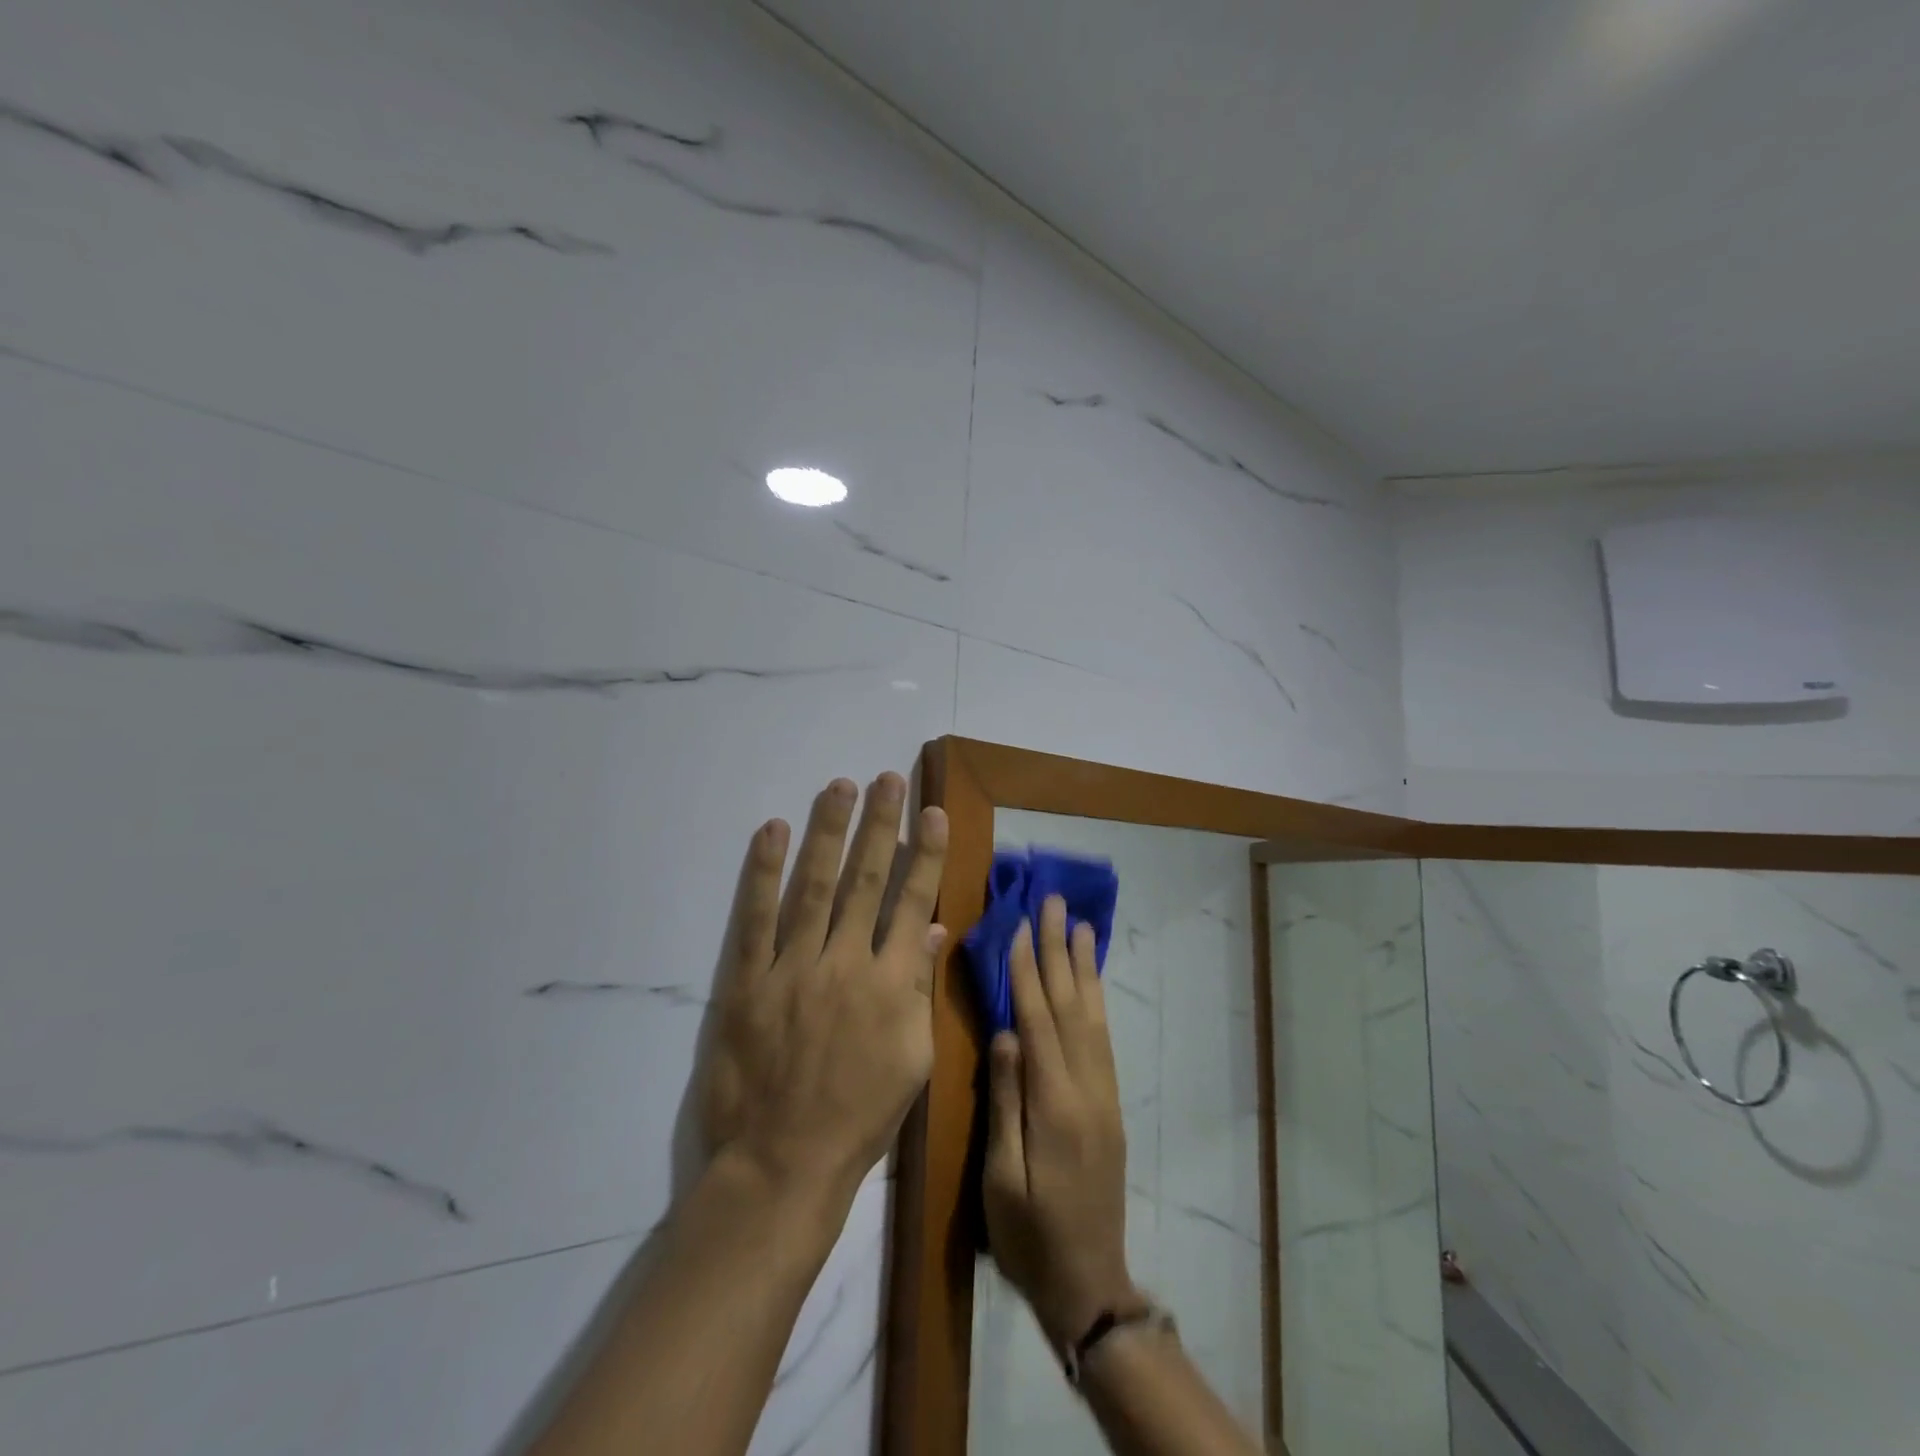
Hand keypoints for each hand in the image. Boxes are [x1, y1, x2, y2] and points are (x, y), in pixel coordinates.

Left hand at [700, 773, 947, 1210]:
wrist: (783, 1163)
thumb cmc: (859, 1115)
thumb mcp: (912, 1059)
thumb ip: (920, 988)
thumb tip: (932, 929)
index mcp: (891, 983)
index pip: (912, 901)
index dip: (924, 854)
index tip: (931, 812)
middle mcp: (845, 962)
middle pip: (866, 880)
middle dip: (880, 825)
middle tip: (887, 779)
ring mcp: (793, 968)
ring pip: (815, 886)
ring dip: (829, 832)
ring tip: (839, 787)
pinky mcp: (748, 981)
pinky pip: (756, 918)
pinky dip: (763, 872)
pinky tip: (773, 831)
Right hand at [983, 894, 1137, 1348]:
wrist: (1090, 1282)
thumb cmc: (1030, 1235)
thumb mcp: (1002, 1177)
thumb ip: (1006, 1101)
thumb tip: (1004, 1032)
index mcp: (1055, 1105)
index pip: (1038, 1021)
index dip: (1027, 971)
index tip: (1019, 925)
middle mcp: (1086, 1089)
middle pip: (1071, 1006)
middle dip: (1059, 951)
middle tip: (1055, 903)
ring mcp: (1104, 1095)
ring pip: (1093, 1017)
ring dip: (1084, 967)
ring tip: (1080, 926)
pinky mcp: (1110, 1104)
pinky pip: (1103, 1039)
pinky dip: (1096, 1001)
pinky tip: (1090, 981)